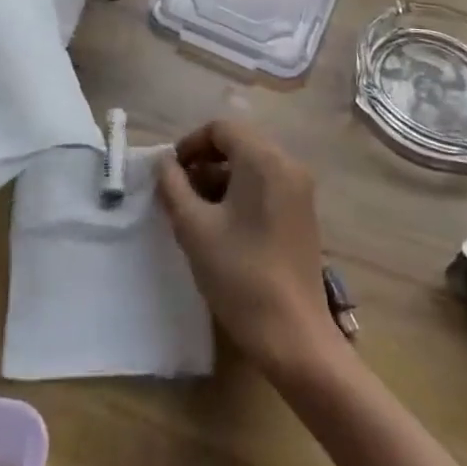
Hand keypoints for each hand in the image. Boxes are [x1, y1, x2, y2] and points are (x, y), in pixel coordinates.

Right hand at [156, 118, 335, 376]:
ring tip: (196, 212)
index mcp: (264, 159)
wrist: (294, 337)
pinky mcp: (303, 214)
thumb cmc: (240, 275)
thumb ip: (173, 187)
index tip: (170, 172)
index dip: (190, 144)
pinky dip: (242, 193)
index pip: (221, 129)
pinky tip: (223, 226)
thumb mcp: (194, 228)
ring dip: (221, 179)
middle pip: (238, 144)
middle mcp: (287, 164)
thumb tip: (163, 163)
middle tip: (179, 192)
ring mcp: (300, 190)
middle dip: (204, 162)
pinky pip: (267, 185)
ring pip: (252, 166)